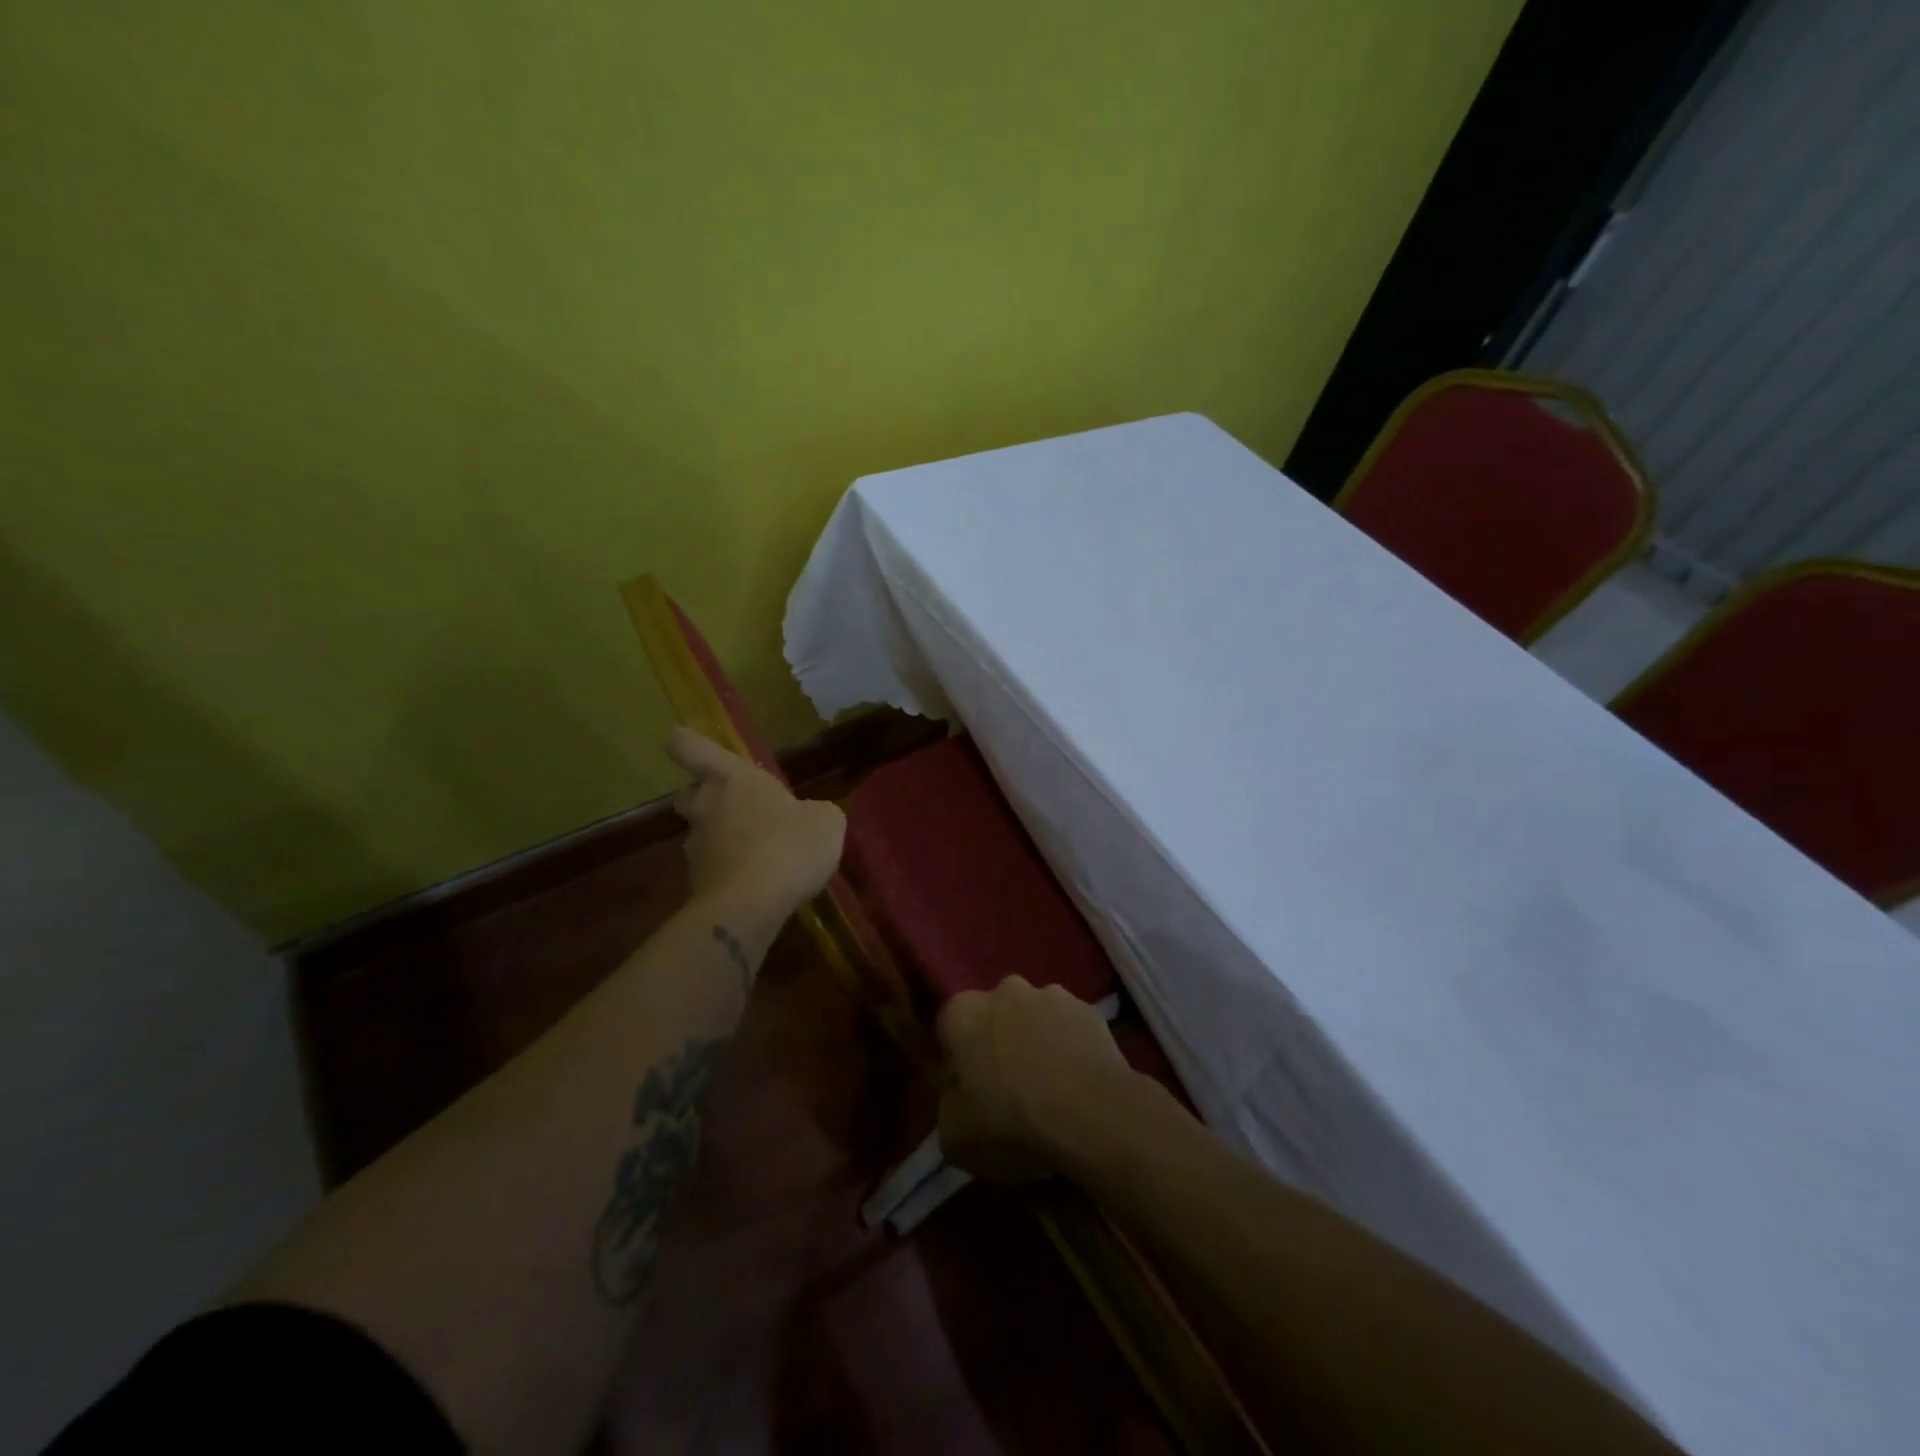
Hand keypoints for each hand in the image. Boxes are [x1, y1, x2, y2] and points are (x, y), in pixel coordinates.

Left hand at [667, 727, 845, 916]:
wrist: (750, 907)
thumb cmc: (789, 846)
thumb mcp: (826, 822)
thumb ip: (816, 812)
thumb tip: (812, 816)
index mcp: (732, 779)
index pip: (691, 747)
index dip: (686, 743)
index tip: (684, 742)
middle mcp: (706, 807)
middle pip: (688, 794)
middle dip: (705, 798)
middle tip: (735, 808)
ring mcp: (697, 848)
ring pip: (702, 834)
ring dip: (722, 840)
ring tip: (759, 855)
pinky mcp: (697, 885)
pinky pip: (714, 870)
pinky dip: (730, 873)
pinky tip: (758, 885)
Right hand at [936, 977, 1136, 1183]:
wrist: (1092, 1118)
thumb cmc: (1011, 1125)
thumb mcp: (954, 1137)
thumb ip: (948, 1106)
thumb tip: (959, 1099)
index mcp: (963, 1012)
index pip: (948, 1028)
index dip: (957, 1061)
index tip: (968, 1092)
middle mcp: (1004, 990)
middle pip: (993, 1016)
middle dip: (997, 1043)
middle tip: (1008, 1089)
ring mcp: (1051, 995)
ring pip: (1034, 1017)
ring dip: (1035, 1041)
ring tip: (1049, 1088)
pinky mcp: (1090, 1009)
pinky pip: (1070, 1027)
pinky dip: (1070, 1047)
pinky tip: (1077, 1083)